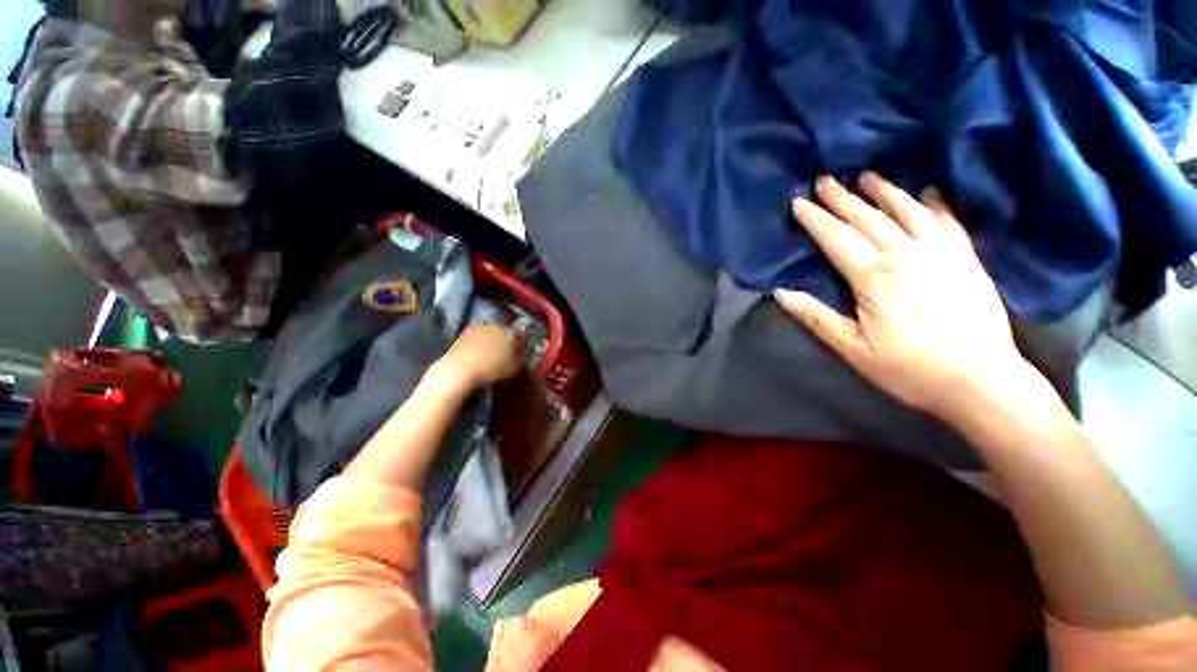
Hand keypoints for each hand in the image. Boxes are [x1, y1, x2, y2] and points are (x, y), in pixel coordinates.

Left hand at [433, 323, 524, 389]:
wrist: (459, 369)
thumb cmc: (491, 370)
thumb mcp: (514, 368)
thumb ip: (522, 358)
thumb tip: (524, 353)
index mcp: (512, 332)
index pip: (522, 335)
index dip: (522, 344)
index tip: (522, 352)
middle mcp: (497, 325)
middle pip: (507, 331)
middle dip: (508, 339)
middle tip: (507, 351)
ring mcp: (481, 326)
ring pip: (492, 331)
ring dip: (494, 338)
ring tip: (492, 351)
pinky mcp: (466, 330)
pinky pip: (479, 334)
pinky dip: (481, 340)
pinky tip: (479, 350)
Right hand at [775, 173, 1035, 421]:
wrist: (981, 382)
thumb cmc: (909, 369)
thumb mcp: (852, 349)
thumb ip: (816, 317)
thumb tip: (781, 293)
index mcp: (874, 277)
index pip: (837, 238)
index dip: (815, 219)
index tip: (799, 202)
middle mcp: (906, 255)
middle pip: (868, 218)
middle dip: (842, 198)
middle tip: (824, 179)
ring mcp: (941, 253)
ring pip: (908, 211)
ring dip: (885, 191)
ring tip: (867, 175)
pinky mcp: (967, 260)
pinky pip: (948, 222)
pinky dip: (935, 203)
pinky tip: (927, 191)